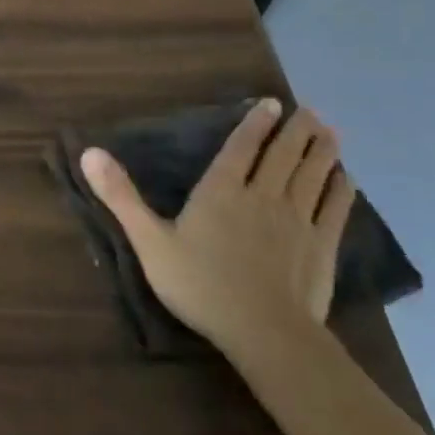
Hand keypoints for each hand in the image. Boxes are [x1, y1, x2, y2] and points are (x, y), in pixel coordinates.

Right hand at [81, 101, 356, 359]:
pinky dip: (340, 188)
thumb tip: (89, 152)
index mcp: (221, 191)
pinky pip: (334, 208)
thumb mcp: (149, 241)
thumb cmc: (200, 285)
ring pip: (312, 174)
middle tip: (308, 111)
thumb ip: (120, 196)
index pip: (240, 147)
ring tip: (329, 130)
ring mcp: (297, 220)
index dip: (255, 123)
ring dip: (321, 150)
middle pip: (282, 154)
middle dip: (295, 130)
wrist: (263, 331)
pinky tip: (345, 178)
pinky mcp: (322, 245)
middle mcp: (262, 195)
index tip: (271, 103)